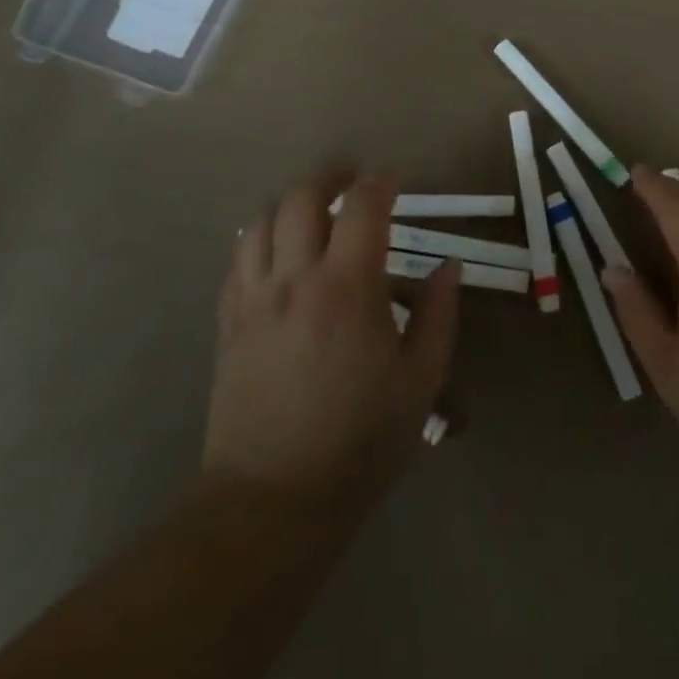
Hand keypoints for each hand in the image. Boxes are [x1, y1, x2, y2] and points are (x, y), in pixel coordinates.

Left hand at [204, 171, 458, 502]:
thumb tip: (449, 267)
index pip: (364, 206)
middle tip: (352, 179)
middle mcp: (297, 279)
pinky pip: (238, 260)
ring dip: (291, 203)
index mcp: (349, 287)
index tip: (395, 179)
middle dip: (330, 176)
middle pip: (303, 198)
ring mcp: (255, 299)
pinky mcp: (229, 323)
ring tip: (314, 210)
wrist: (272, 501)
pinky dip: (260, 238)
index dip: (382, 182)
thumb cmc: (359, 440)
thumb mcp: (420, 381)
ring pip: (263, 221)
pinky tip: (277, 251)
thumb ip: (440, 315)